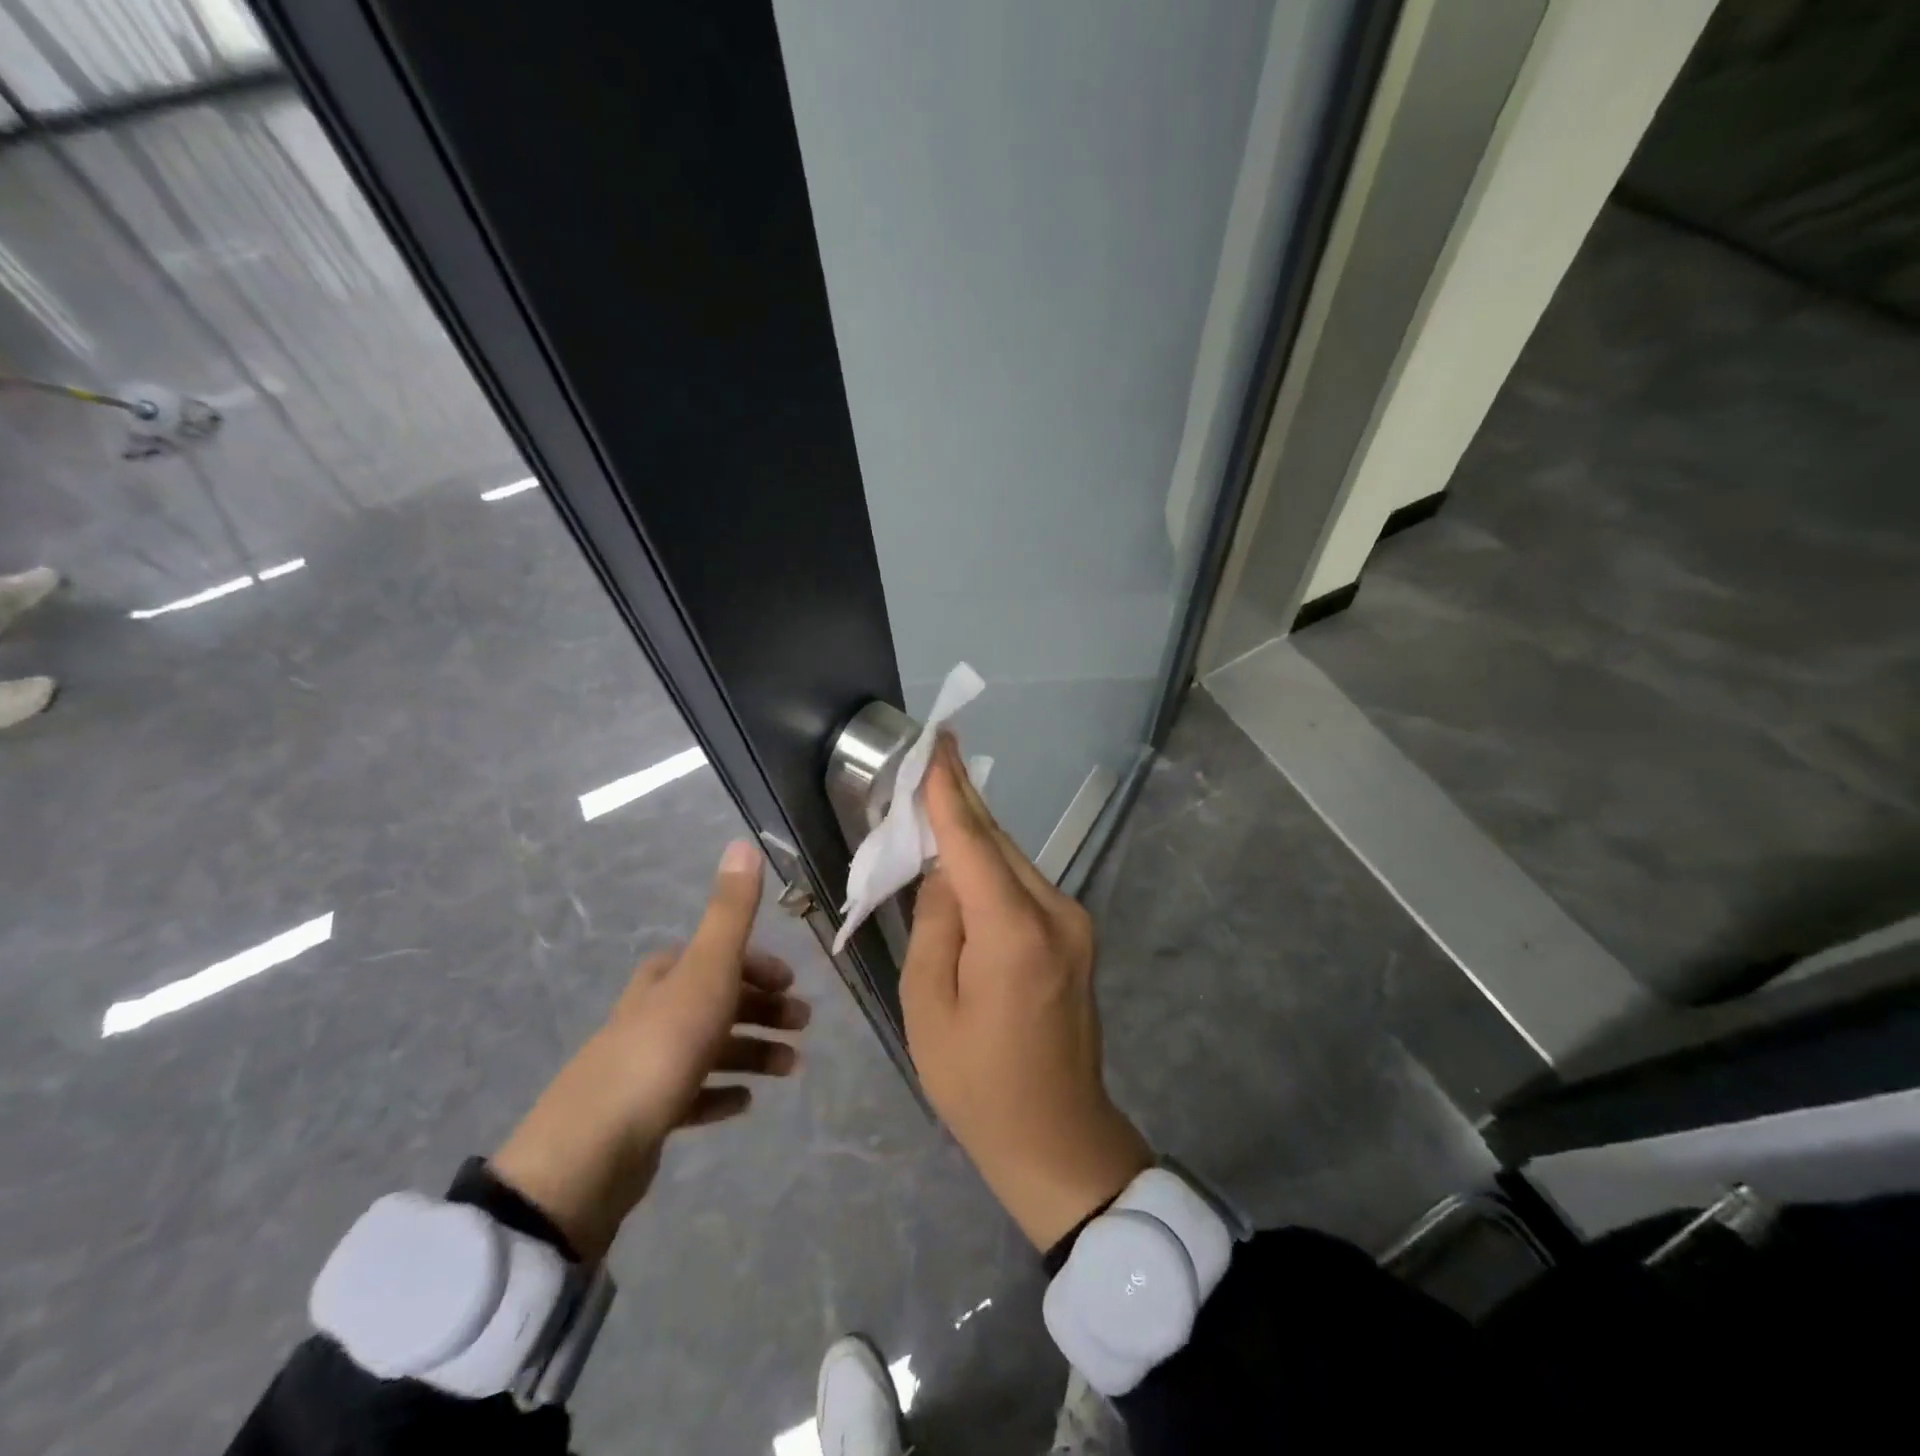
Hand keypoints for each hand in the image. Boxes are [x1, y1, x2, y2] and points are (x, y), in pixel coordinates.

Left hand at [490, 840, 808, 1260]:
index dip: (755, 964)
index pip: (713, 956)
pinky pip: (691, 1095)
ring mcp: (644, 1066)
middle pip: (716, 1000)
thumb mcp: (706, 972)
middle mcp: (651, 1014)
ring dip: (753, 1052)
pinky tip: (743, 1103)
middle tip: (802, 1026)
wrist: (592, 1152)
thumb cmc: (662, 1048)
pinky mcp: (642, 1115)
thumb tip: (743, 842)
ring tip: (789, 1069)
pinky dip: (720, 1093)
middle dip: (762, 1008)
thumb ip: (730, 912)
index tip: (790, 983)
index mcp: (664, 978)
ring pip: (709, 1048)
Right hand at [902, 736, 1151, 1249]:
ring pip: (1014, 860)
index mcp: (1014, 932)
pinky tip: (965, 863)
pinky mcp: (1078, 935)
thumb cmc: (977, 1083)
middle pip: (998, 842)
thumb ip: (934, 925)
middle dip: (960, 803)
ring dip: (975, 836)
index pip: (972, 842)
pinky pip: (1025, 886)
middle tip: (928, 761)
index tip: (937, 741)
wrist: (1057, 1137)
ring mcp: (1075, 923)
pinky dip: (992, 868)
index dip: (949, 790)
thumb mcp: (929, 1006)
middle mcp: (1055, 912)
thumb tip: (942, 872)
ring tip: (936, 807)